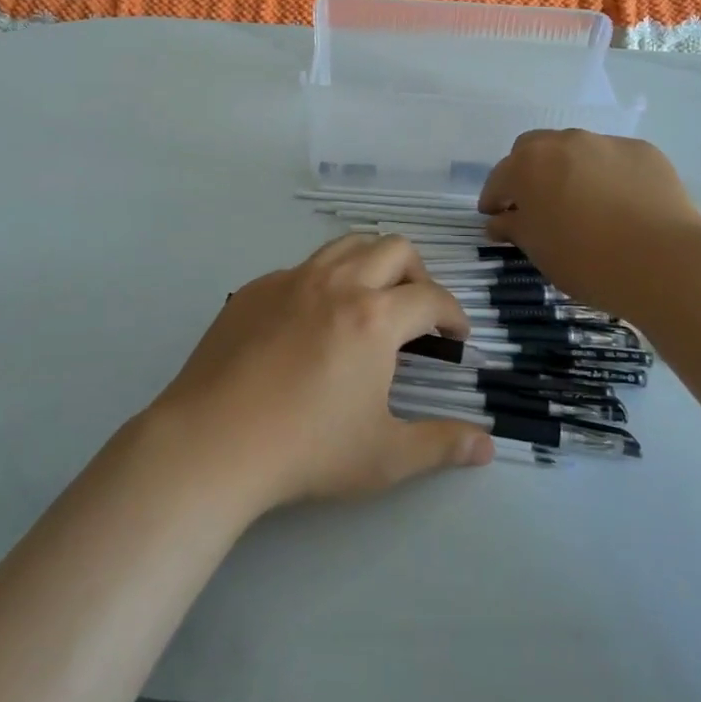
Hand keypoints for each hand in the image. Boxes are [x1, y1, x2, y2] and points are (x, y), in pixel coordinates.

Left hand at [148, 235, 492, 513]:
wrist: (213, 440)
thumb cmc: (306, 449)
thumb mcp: (384, 456)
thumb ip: (440, 444)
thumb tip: (486, 444)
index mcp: (375, 317)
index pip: (432, 298)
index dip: (454, 314)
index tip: (456, 335)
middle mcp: (337, 283)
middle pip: (394, 249)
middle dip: (418, 274)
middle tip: (417, 312)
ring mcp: (291, 280)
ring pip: (346, 245)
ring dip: (371, 263)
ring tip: (371, 300)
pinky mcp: (256, 289)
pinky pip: (303, 268)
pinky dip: (324, 281)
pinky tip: (313, 322)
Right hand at [480, 130, 700, 319]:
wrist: (664, 263)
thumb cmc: (587, 261)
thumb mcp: (539, 251)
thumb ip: (513, 228)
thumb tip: (499, 221)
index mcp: (528, 165)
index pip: (499, 178)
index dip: (494, 199)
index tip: (495, 218)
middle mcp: (564, 142)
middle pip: (534, 150)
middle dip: (529, 173)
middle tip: (536, 204)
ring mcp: (606, 143)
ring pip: (577, 151)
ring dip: (570, 171)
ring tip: (582, 204)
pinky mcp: (644, 151)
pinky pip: (614, 160)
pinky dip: (608, 176)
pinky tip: (620, 205)